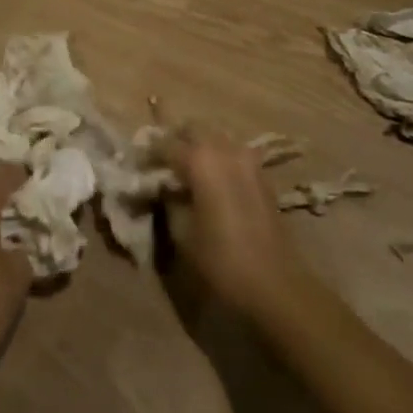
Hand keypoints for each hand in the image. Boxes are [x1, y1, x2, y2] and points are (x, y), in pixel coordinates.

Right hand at [164, 128, 313, 321]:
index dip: (147, 153)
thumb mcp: (181, 231)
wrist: (275, 283)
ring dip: (198, 145)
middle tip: (160, 161)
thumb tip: (161, 186)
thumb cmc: (220, 259)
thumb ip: (168, 200)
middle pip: (193, 128)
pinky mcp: (262, 175)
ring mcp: (248, 159)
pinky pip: (233, 152)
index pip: (164, 143)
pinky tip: (210, 180)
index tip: (136, 166)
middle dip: (174, 139)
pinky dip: (218, 157)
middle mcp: (225, 149)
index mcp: (200, 159)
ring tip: (184, 169)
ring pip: (216, 136)